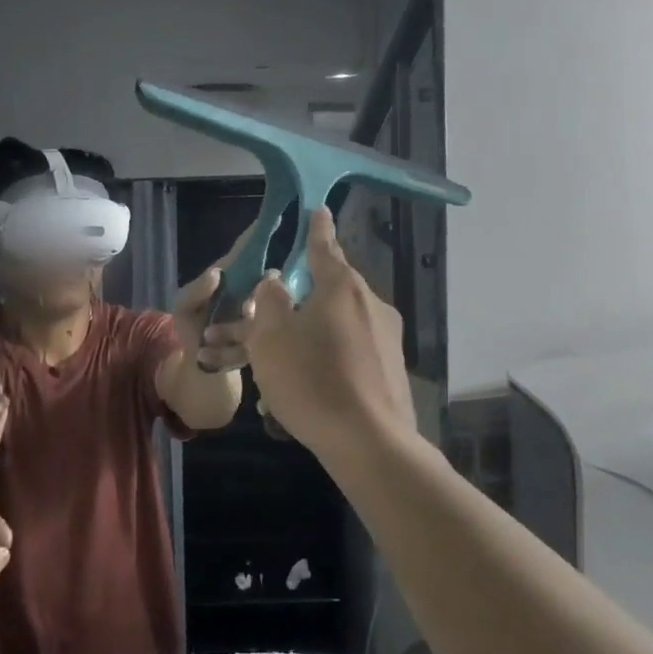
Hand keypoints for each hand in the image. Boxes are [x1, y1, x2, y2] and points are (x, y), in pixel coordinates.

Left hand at [170, 228, 256, 372]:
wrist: (202, 368)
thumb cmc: (192, 327)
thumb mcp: (184, 307)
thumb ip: (195, 290)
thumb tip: (218, 274)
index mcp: (233, 276)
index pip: (247, 251)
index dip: (258, 235)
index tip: (275, 217)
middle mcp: (253, 290)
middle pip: (267, 278)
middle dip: (261, 289)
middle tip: (244, 308)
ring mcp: (263, 314)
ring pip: (270, 310)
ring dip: (246, 324)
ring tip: (219, 336)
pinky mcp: (267, 339)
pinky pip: (264, 338)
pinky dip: (239, 347)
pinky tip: (219, 352)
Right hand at [242, 208, 417, 454]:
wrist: (370, 443)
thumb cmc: (312, 380)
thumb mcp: (271, 337)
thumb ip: (269, 302)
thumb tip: (276, 283)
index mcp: (342, 288)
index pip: (324, 247)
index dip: (315, 229)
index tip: (318, 210)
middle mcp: (370, 305)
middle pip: (325, 295)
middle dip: (291, 308)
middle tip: (261, 325)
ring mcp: (386, 340)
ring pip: (333, 331)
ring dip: (301, 344)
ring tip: (269, 376)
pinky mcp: (391, 371)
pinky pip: (348, 358)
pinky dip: (322, 367)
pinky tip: (299, 397)